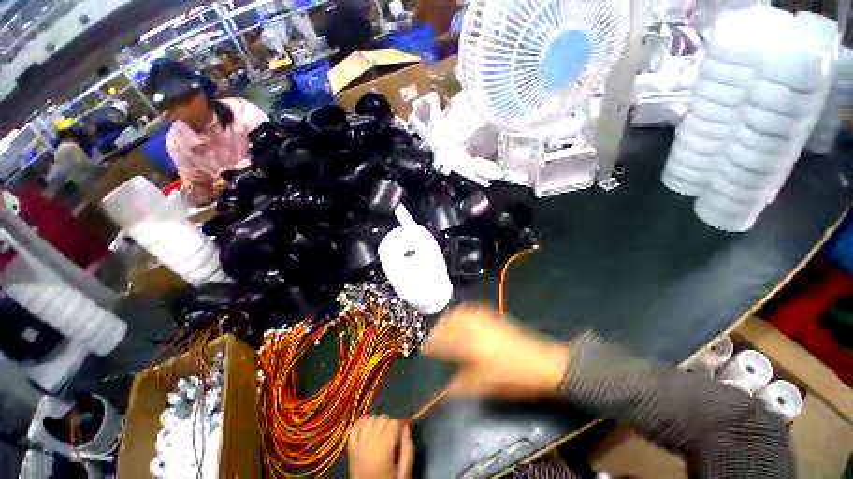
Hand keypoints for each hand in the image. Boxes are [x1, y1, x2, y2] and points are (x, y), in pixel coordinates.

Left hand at [348, 416, 413, 478]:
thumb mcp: (404, 472)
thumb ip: (408, 449)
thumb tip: (407, 427)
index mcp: (384, 446)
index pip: (395, 422)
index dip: (402, 423)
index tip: (406, 429)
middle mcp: (370, 441)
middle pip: (383, 418)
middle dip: (391, 423)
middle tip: (396, 435)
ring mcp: (358, 444)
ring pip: (370, 420)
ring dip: (378, 422)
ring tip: (384, 433)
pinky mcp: (351, 449)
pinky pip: (354, 429)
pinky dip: (361, 424)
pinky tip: (368, 426)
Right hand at [421, 303, 568, 398]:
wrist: (543, 363)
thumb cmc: (513, 377)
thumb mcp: (486, 386)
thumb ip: (463, 384)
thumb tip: (448, 386)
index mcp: (470, 344)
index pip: (445, 341)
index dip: (433, 344)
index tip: (425, 347)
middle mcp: (475, 327)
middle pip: (451, 321)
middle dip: (439, 327)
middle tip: (434, 335)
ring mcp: (485, 320)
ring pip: (461, 312)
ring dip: (450, 317)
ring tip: (445, 325)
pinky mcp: (494, 317)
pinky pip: (473, 309)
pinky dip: (463, 312)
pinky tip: (463, 317)